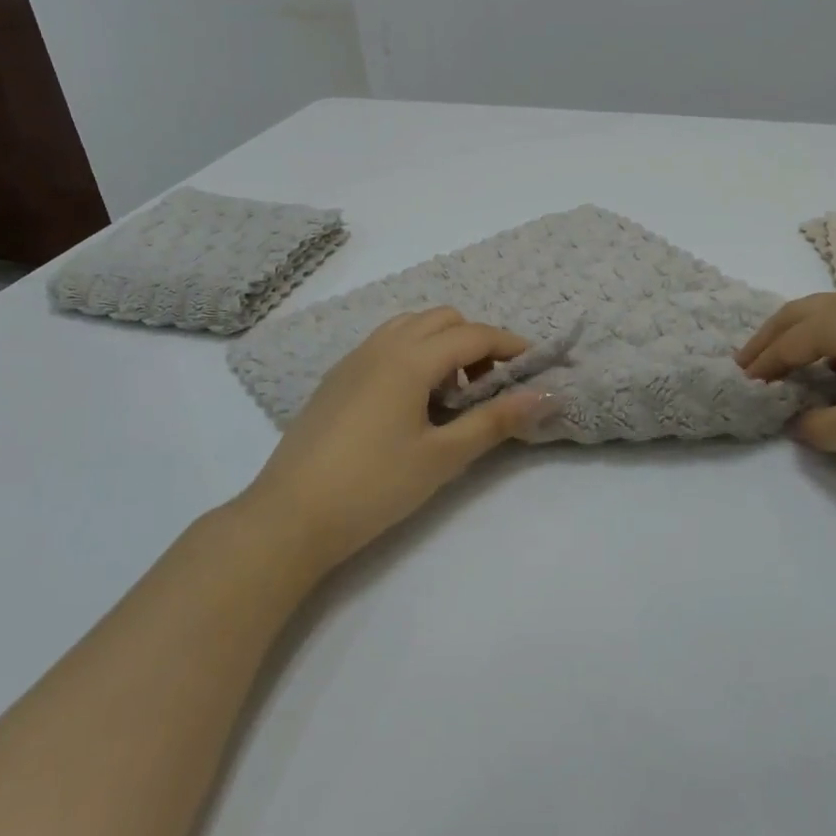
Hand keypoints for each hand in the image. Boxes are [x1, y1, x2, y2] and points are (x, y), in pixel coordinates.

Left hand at [238, 308, 544, 570]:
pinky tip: (411, 403)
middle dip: (475, 341)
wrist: (290, 516)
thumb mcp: (443, 457)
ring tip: (449, 396)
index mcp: (409, 359)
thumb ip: (495, 421)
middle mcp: (381, 346)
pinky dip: (412, 355)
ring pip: (410, 327)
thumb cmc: (374, 486)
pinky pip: (385, 345)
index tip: (535, 366)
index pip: (473, 335)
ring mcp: (353, 359)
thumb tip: (545, 396)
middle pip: (442, 319)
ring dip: (441, 345)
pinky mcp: (336, 378)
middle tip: (488, 387)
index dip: (510, 345)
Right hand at [736, 288, 835, 472]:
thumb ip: (826, 428)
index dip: (763, 364)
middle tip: (748, 361)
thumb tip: (799, 425)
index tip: (743, 383)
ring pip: (832, 310)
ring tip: (789, 358)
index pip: (789, 341)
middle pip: (801, 313)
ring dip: (803, 332)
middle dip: (771, 337)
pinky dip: (834, 333)